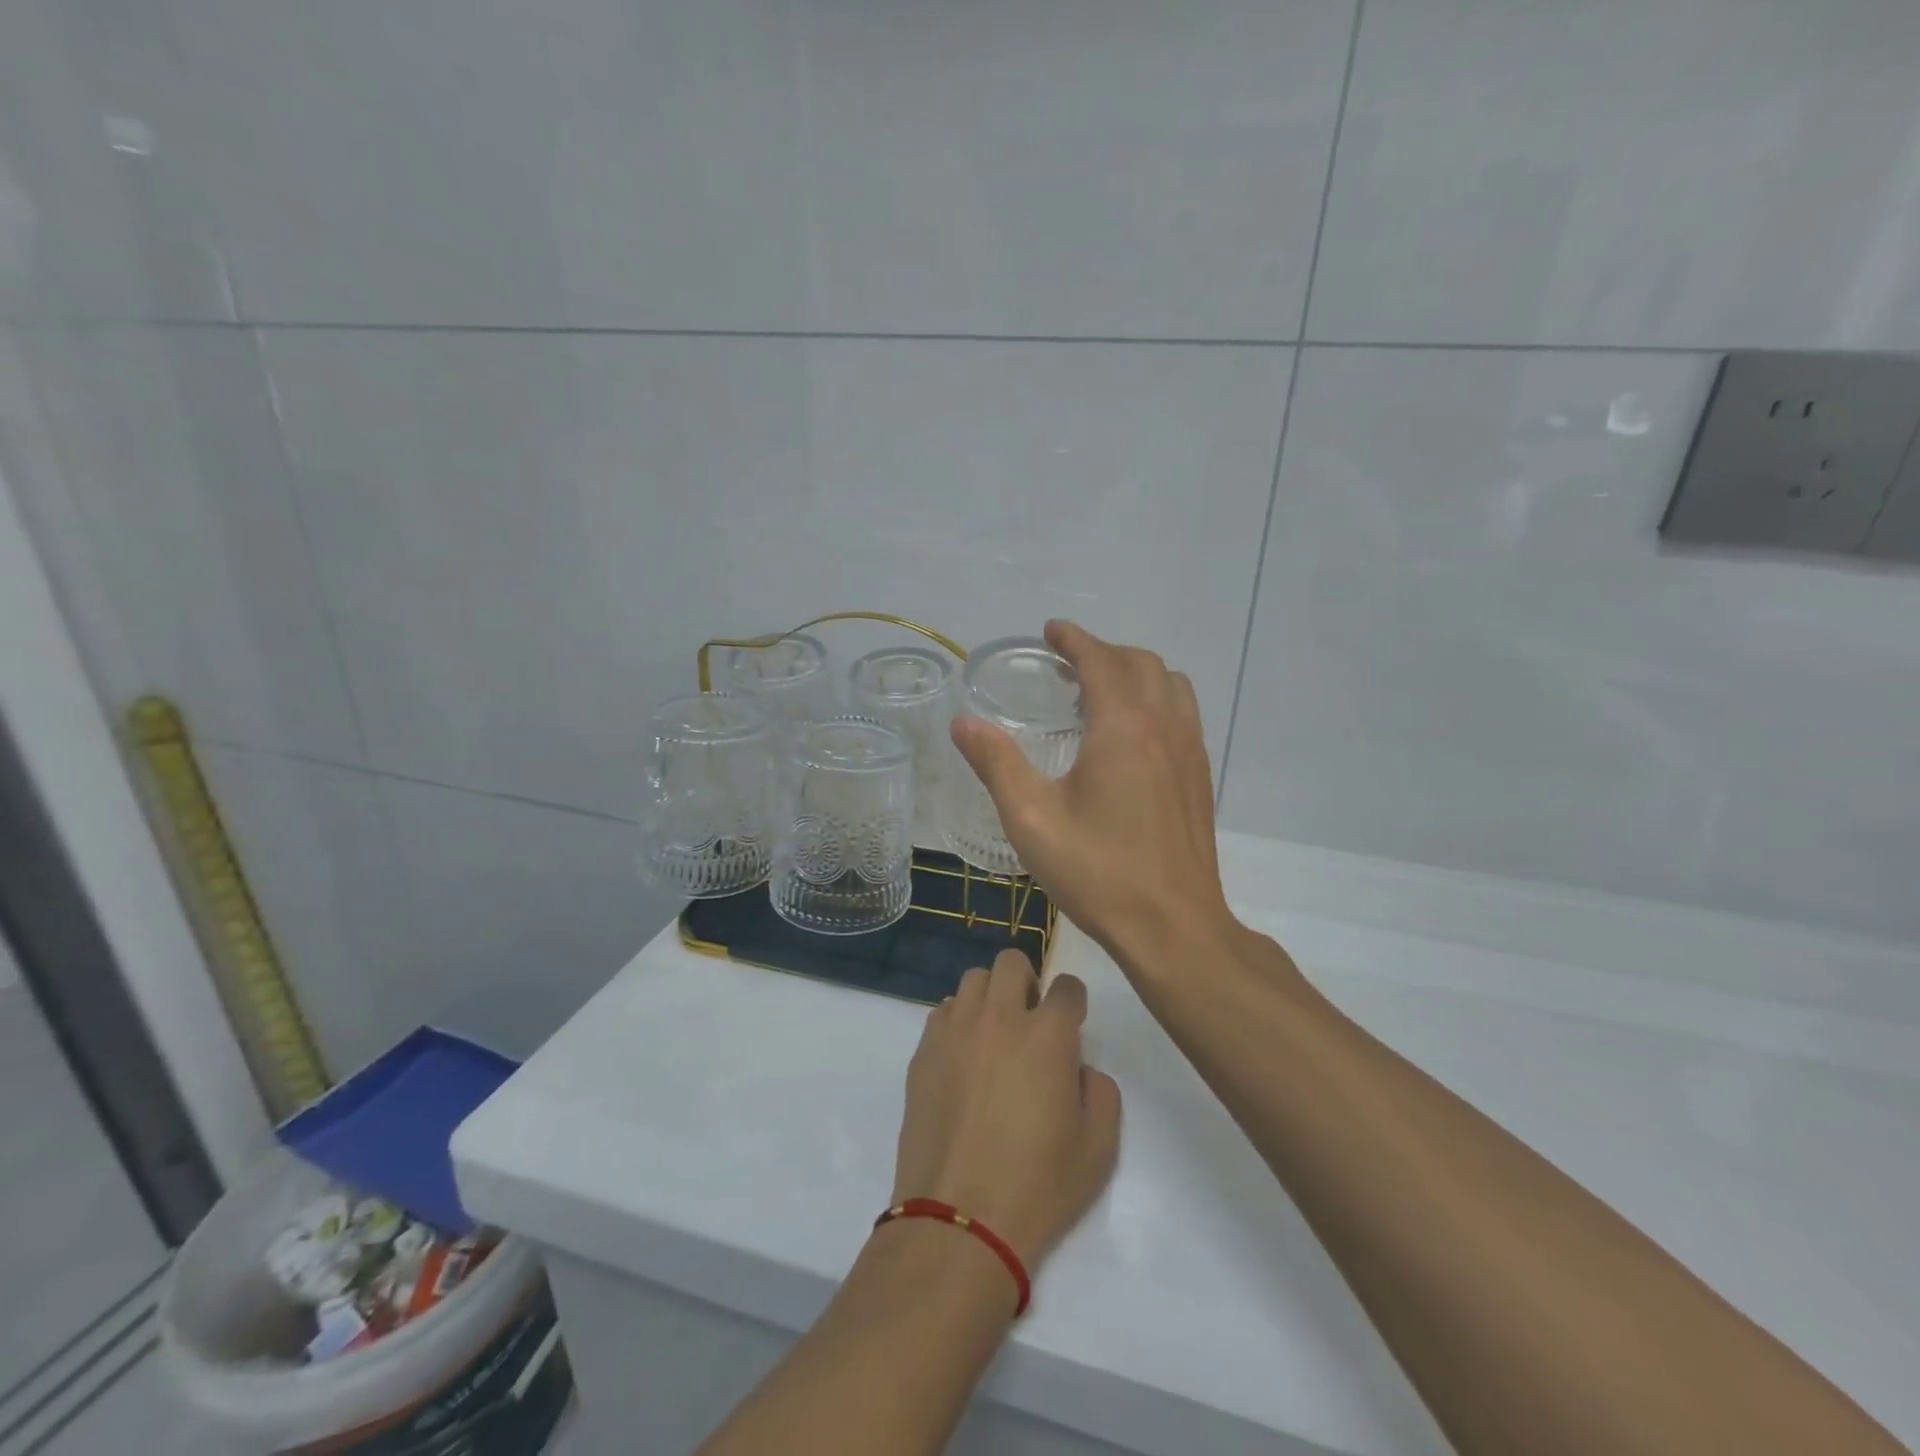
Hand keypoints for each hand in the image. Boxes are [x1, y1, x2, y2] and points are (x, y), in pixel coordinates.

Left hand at [891, 949, 1120, 1270]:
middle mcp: (999, 1018)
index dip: (1073, 1001)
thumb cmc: (1038, 1187)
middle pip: (1011, 962)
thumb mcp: (1099, 1148)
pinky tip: (963, 1058)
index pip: (1066, 986)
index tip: (1072, 1022)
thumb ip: (1101, 1092)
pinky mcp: (923, 1051)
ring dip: (991, 997)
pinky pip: (943, 1012)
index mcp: (1047, 1035)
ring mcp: (955, 1031)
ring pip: (973, 980)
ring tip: (994, 1035)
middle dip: (1028, 981)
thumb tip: (1079, 1067)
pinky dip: (958, 1021)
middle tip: (1031, 1020)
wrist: (959, 1220)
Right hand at [950, 620, 1234, 971]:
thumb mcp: (1032, 819)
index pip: (1101, 660)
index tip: (1051, 631)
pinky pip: (1183, 713)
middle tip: (1067, 663)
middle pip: (1140, 663)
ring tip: (1101, 690)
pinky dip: (1156, 699)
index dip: (1074, 639)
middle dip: (1103, 652)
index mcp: (1124, 727)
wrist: (1174, 927)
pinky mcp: (1200, 777)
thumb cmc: (1099, 872)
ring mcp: (1190, 751)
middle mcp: (1164, 726)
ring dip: (1135, 672)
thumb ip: (996, 764)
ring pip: (1170, 685)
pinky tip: (1131, 734)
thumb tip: (963, 723)